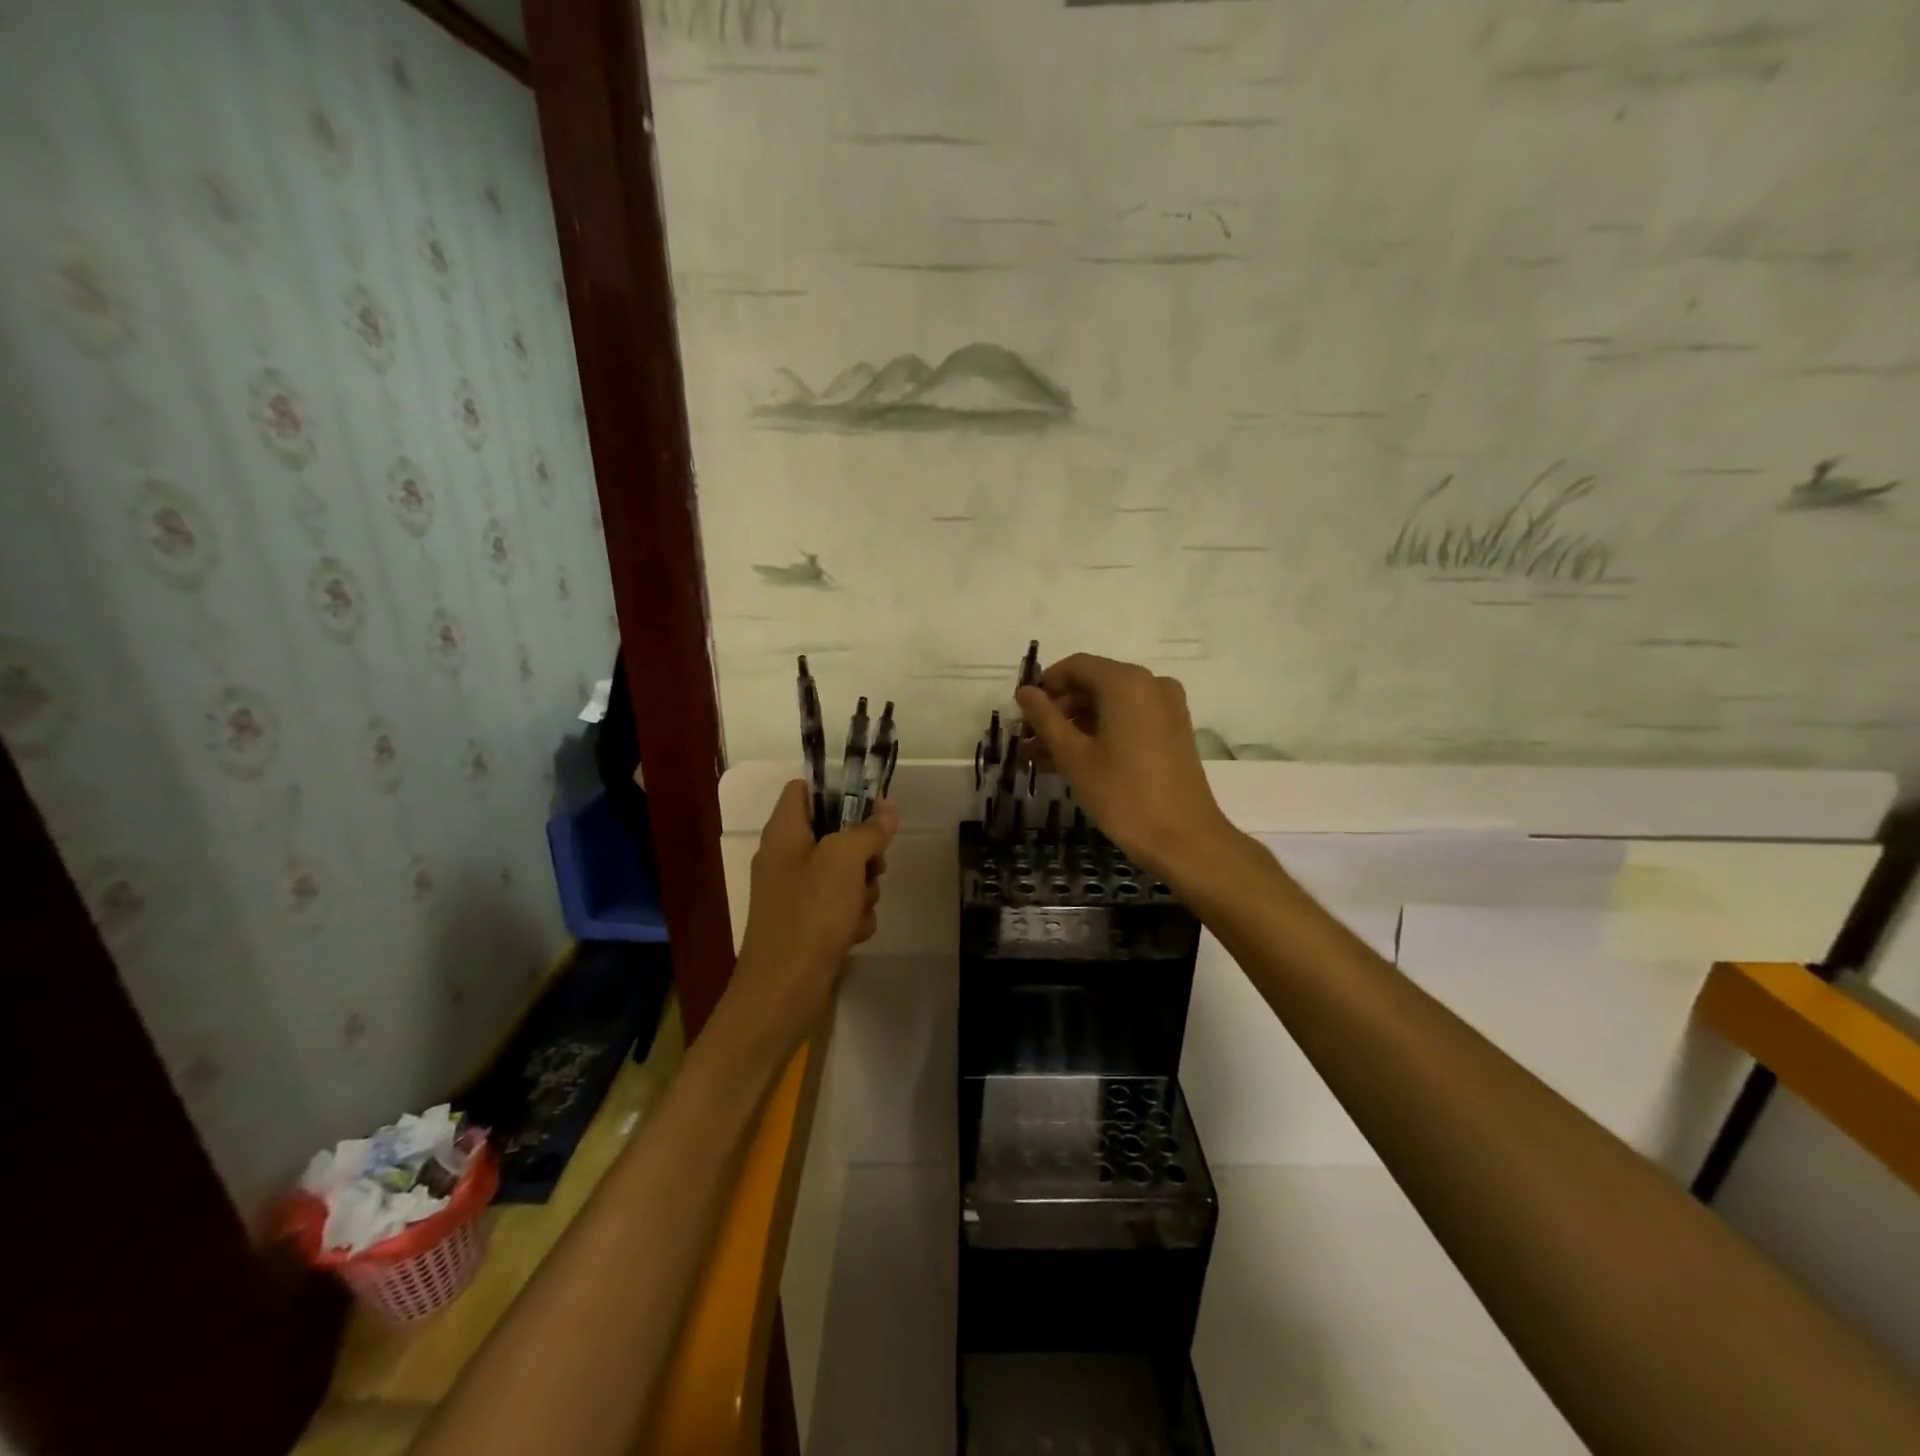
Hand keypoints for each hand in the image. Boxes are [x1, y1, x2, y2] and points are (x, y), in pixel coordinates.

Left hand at [729, 780, 897, 1034]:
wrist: (783, 990)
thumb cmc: (810, 914)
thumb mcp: (844, 861)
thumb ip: (868, 831)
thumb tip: (887, 808)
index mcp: (783, 833)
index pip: (803, 790)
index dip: (836, 790)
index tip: (869, 804)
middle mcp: (786, 858)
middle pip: (833, 833)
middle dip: (862, 850)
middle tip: (874, 865)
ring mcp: (796, 894)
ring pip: (844, 873)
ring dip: (863, 888)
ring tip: (859, 907)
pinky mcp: (808, 925)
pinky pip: (841, 907)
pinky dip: (852, 917)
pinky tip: (852, 932)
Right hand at [1016, 654, 1237, 884]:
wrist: (1185, 840)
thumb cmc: (1123, 794)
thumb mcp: (1074, 756)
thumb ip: (1045, 718)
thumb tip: (1024, 692)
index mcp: (1126, 682)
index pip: (1075, 666)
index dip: (1044, 686)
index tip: (1022, 713)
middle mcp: (1150, 684)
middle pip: (1093, 684)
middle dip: (1058, 711)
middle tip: (1029, 741)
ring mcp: (1166, 708)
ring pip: (1109, 706)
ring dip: (1075, 727)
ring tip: (1042, 758)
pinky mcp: (1173, 732)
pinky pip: (1128, 721)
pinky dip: (1100, 734)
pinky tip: (1073, 762)